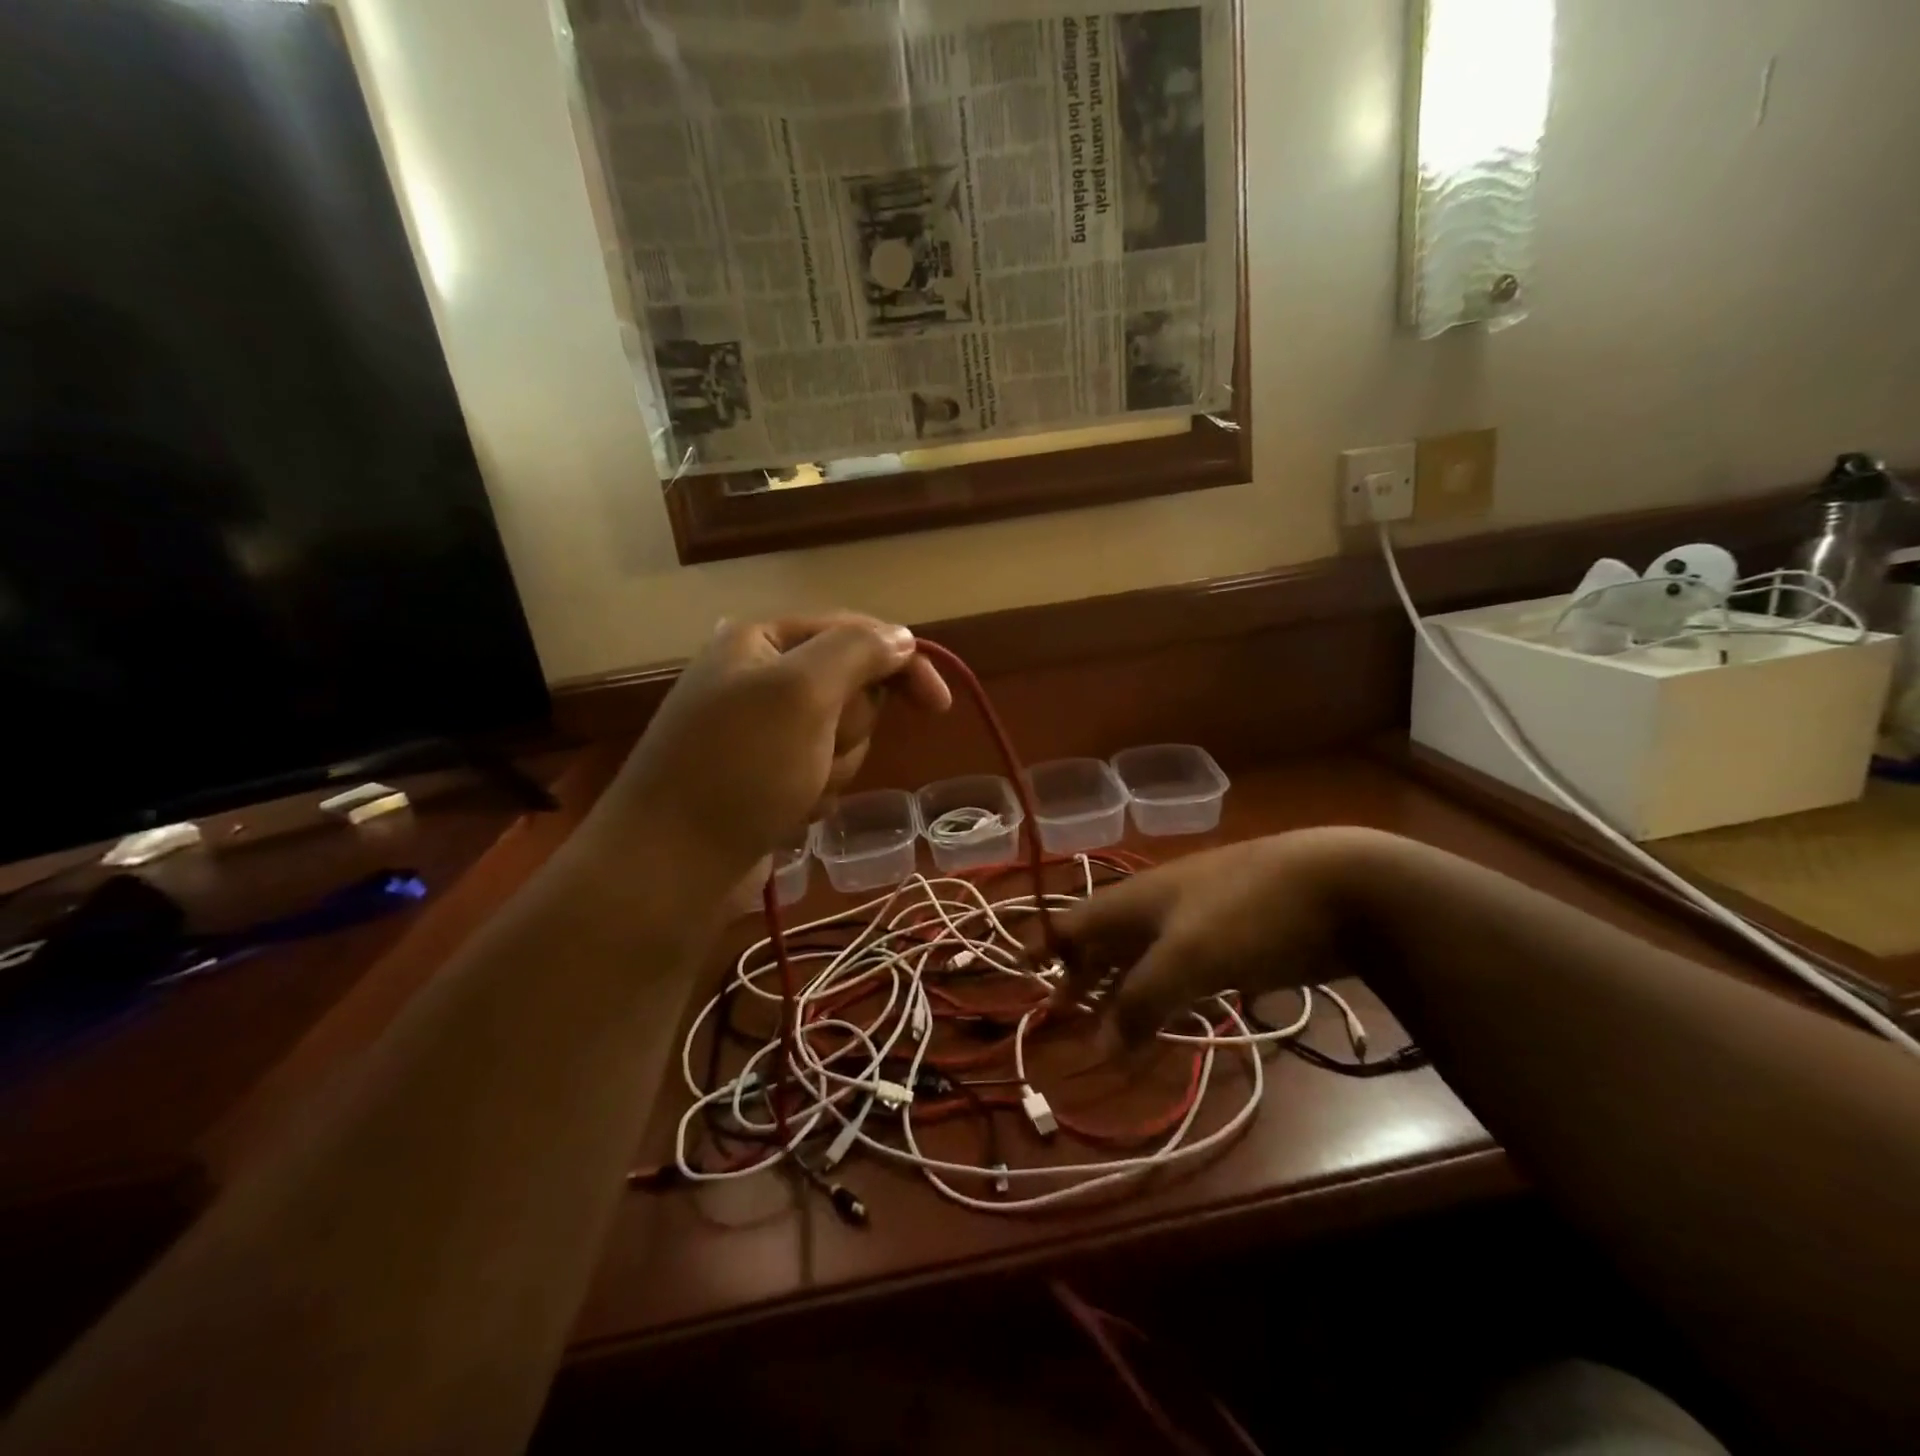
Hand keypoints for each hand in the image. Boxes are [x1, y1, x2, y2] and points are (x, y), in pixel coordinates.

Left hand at [603, 614, 950, 886]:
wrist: (670, 867)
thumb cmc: (738, 769)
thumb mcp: (802, 693)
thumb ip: (858, 652)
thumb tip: (902, 637)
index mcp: (761, 640)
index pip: (854, 633)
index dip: (902, 664)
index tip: (939, 707)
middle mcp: (760, 677)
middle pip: (851, 689)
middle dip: (849, 729)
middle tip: (817, 751)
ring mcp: (761, 732)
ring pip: (841, 738)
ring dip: (833, 767)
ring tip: (795, 790)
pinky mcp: (764, 777)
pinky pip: (820, 773)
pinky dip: (815, 794)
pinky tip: (787, 812)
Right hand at [1051, 829, 1386, 1044]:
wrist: (1337, 886)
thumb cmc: (1247, 915)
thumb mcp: (1185, 959)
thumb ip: (1139, 1002)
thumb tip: (1099, 1046)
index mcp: (1135, 899)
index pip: (1074, 922)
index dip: (1046, 947)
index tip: (1023, 974)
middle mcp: (1157, 905)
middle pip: (1105, 941)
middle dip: (1083, 977)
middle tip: (1067, 1016)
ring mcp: (1197, 919)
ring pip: (1144, 956)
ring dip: (1123, 990)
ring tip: (1113, 1029)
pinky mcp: (1231, 937)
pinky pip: (1181, 967)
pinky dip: (1165, 992)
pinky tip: (1171, 1015)